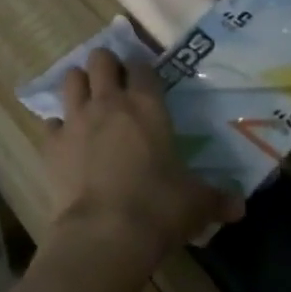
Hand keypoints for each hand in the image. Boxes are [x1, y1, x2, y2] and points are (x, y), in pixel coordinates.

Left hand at [43, 49, 243, 280]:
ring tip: (87, 101)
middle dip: (106, 65)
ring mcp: (76, 118)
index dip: (142, 69)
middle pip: (100, 59)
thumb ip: (217, 198)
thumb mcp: (196, 204)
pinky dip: (58, 127)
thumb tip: (239, 205)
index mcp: (147, 106)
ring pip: (71, 79)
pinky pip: (51, 122)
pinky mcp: (52, 142)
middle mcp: (109, 102)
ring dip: (79, 85)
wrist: (106, 232)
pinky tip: (66, 140)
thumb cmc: (158, 209)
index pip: (142, 67)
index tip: (145, 80)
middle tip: (114, 83)